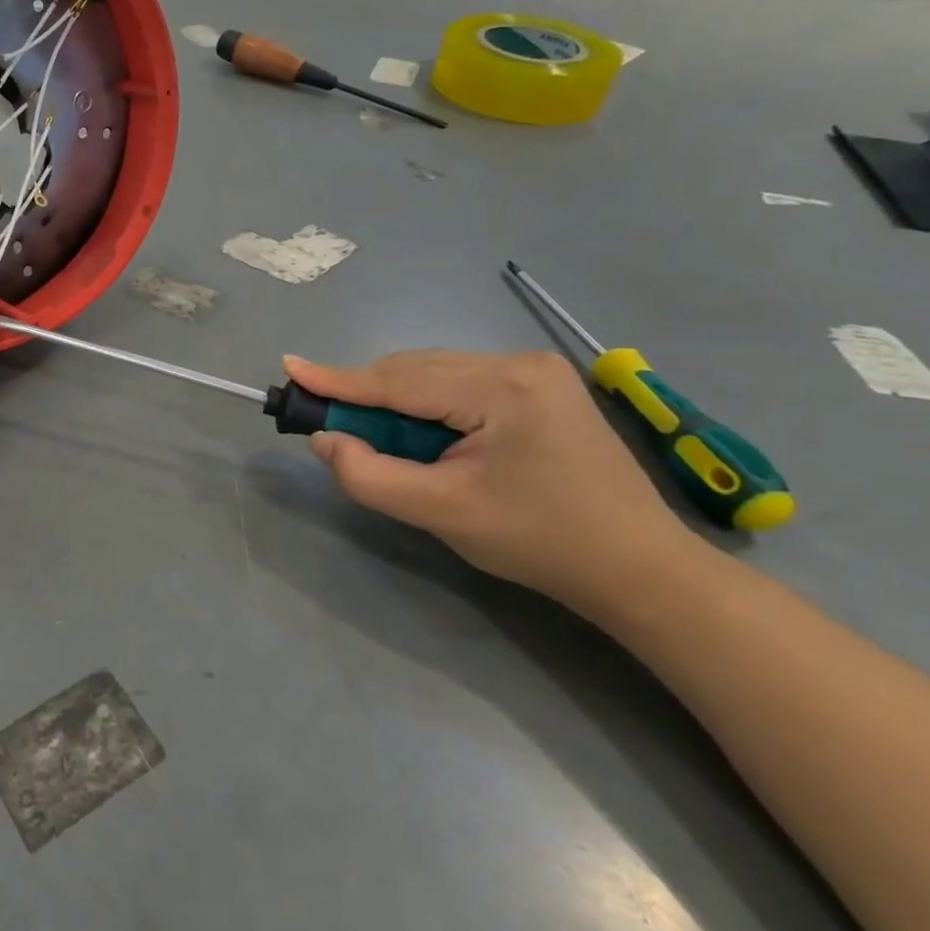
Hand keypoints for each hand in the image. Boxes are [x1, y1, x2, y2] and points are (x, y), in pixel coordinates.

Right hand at [290, 350, 700, 612]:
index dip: (338, 379)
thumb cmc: (541, 543)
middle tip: (333, 428)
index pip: (399, 379)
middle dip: (370, 398)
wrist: (639, 568)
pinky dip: (429, 404)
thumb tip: (325, 439)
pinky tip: (428, 435)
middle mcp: (519, 362)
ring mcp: (535, 368)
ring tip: (385, 443)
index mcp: (502, 389)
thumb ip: (371, 475)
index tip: (290, 367)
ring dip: (399, 403)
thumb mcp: (442, 513)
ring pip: (435, 373)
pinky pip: (459, 382)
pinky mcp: (540, 383)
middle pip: (415, 370)